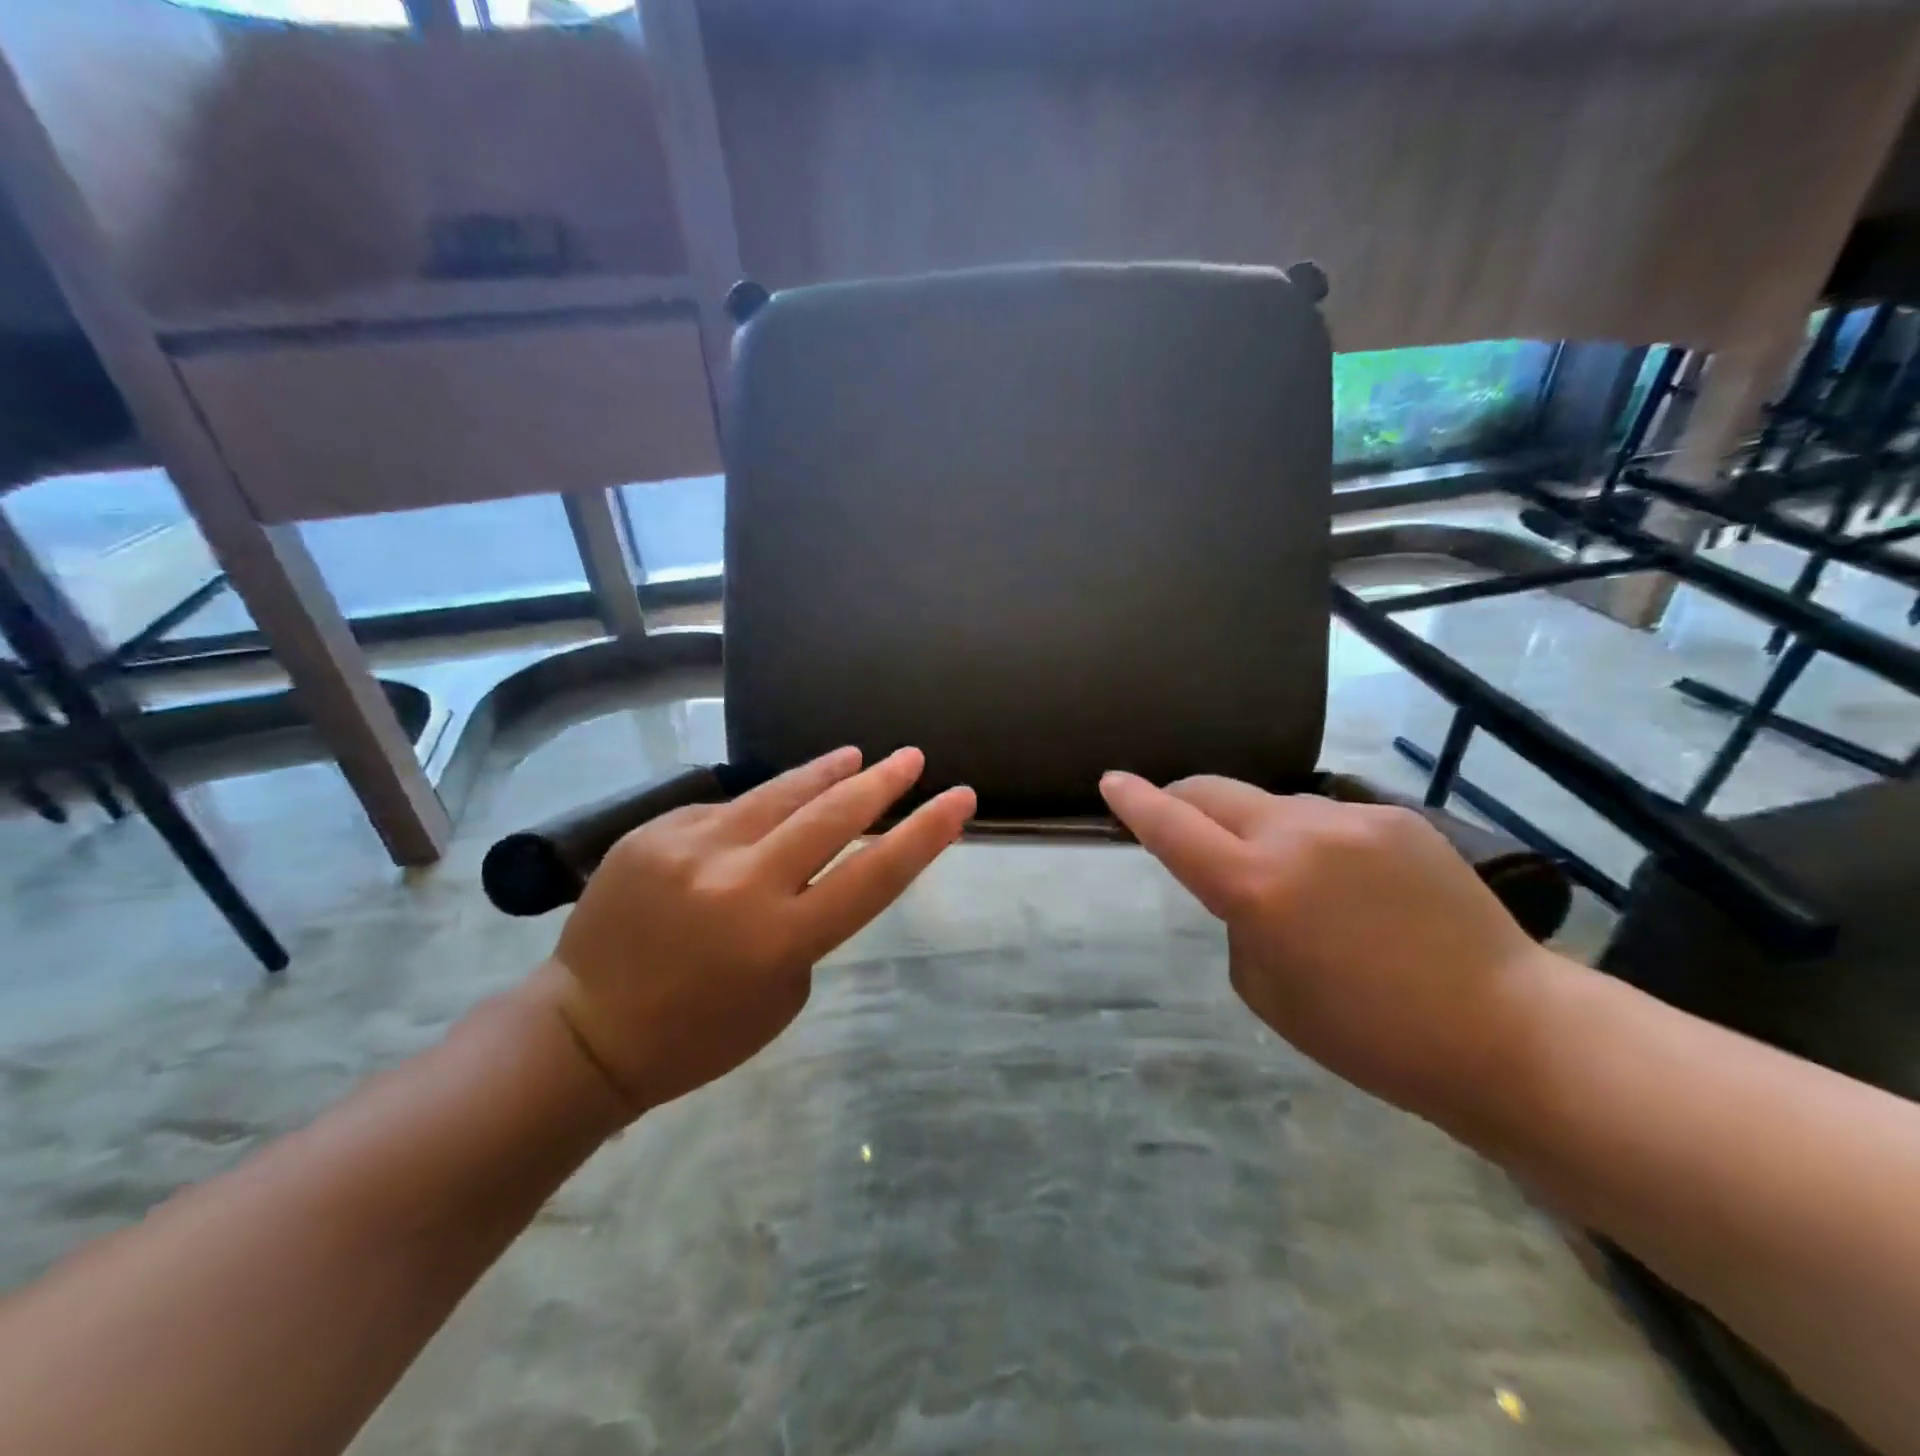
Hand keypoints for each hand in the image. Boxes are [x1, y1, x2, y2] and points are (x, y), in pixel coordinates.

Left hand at [537, 747, 973, 1116]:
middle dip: (881, 782)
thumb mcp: (782, 994)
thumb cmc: (698, 1033)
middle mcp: (741, 883)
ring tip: (856, 755)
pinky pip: (724, 811)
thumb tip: (813, 865)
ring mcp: (693, 849)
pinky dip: (755, 812)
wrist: (585, 1030)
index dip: (925, 833)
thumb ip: (808, 923)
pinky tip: (765, 813)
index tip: (960, 799)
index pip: (874, 874)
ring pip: (778, 794)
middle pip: (832, 816)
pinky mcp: (655, 832)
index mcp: (781, 939)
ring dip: (825, 773)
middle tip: (912, 758)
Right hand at [1099, 771, 1556, 1122]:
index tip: (1111, 782)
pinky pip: (1327, 818)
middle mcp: (1297, 835)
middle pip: (1214, 791)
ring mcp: (1351, 819)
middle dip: (1183, 800)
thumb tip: (1246, 881)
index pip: (1173, 827)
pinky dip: (1310, 840)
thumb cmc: (1368, 1036)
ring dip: (1253, 827)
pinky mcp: (1397, 818)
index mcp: (1257, 887)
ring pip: (1271, 804)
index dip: (1136, 802)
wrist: (1505, 1030)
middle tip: (1179, 823)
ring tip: (1286, 879)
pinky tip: (1346, 885)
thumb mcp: (1266, 989)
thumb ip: (1239, 919)